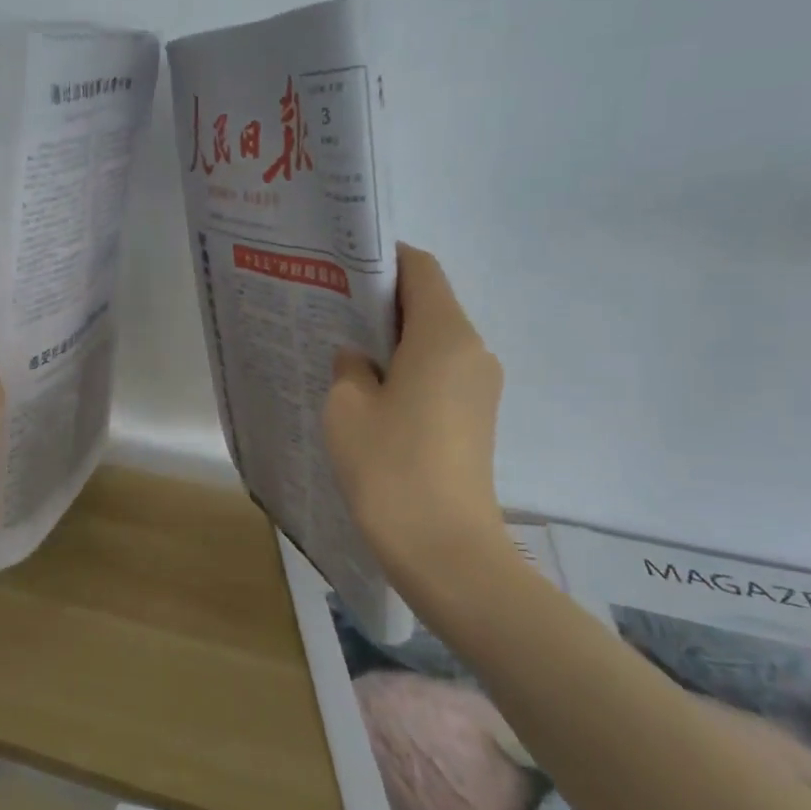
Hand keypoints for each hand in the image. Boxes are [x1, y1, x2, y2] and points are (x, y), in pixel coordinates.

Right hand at [323, 244, 508, 588]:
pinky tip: (371, 392)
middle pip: (429, 302)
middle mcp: (473, 350)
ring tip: (344, 353)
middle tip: (330, 309)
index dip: (382, 260)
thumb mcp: (347, 406)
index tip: (341, 270)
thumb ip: (349, 365)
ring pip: (434, 339)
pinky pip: (440, 371)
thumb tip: (360, 357)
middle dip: (381, 300)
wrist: (445, 549)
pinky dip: (408, 367)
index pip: (420, 269)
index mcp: (444, 334)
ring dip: (393, 337)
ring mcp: (480, 385)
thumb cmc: (389, 466)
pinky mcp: (477, 416)